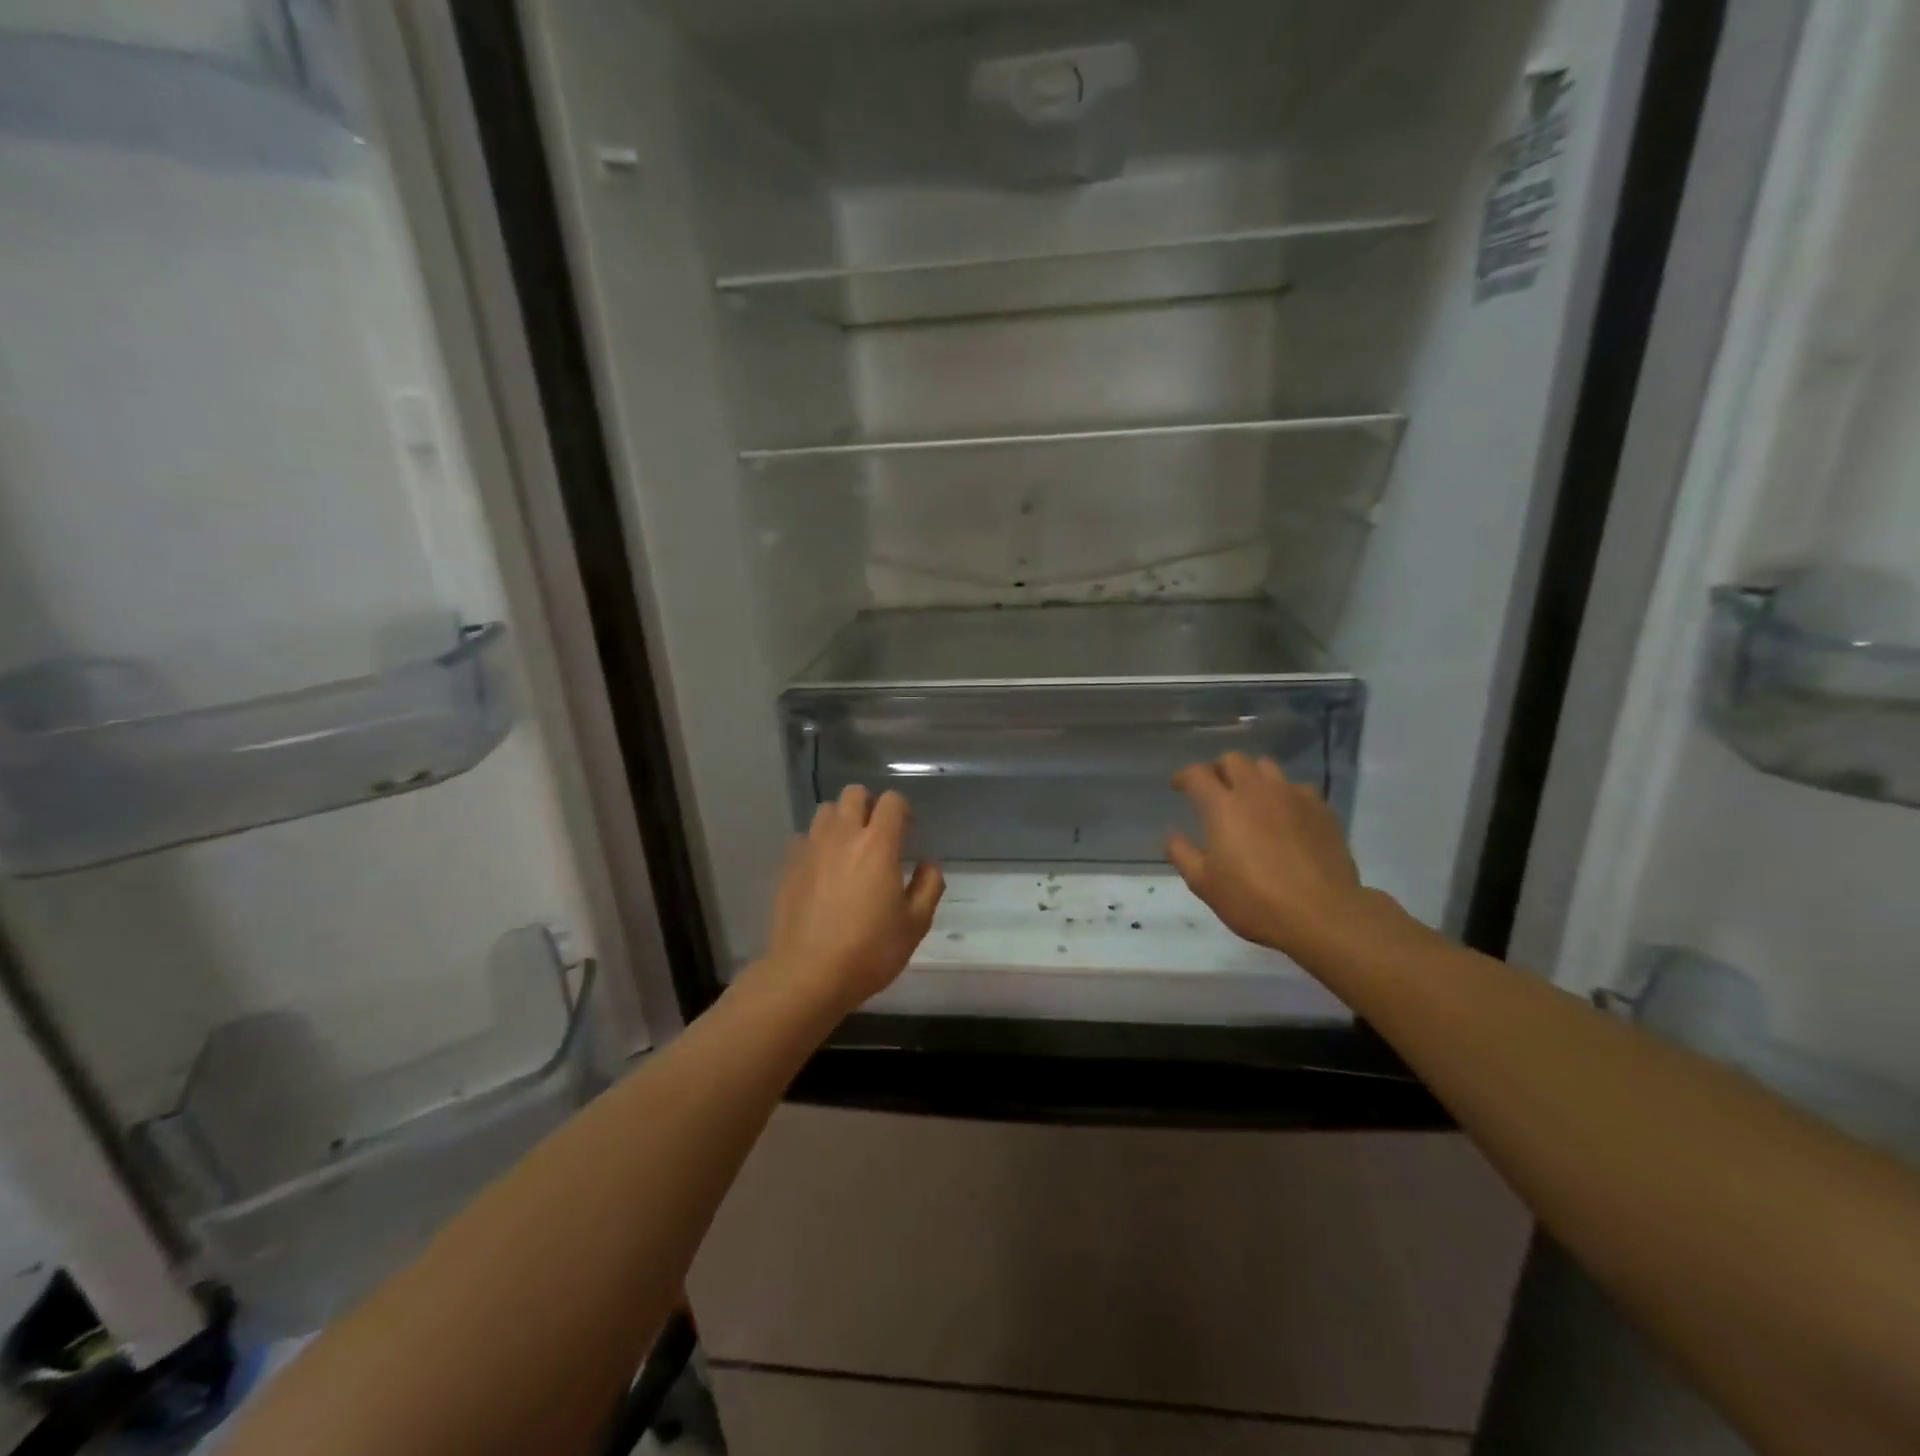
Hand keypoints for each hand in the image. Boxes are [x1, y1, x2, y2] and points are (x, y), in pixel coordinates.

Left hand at [764, 785, 944, 1014]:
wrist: (808, 975)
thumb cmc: (869, 951)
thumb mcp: (915, 925)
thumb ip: (928, 887)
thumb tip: (928, 864)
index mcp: (878, 844)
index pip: (892, 801)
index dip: (903, 810)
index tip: (908, 832)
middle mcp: (843, 836)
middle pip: (854, 794)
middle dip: (869, 805)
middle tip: (877, 834)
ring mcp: (811, 848)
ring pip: (825, 811)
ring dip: (841, 820)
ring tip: (848, 848)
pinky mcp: (788, 866)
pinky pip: (804, 839)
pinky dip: (816, 845)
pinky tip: (822, 870)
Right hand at [1167, 754, 1376, 961]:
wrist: (1321, 913)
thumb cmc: (1254, 900)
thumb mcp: (1204, 884)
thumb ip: (1182, 854)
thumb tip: (1172, 834)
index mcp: (1223, 805)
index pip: (1197, 774)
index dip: (1184, 776)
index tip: (1179, 787)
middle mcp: (1256, 791)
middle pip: (1234, 760)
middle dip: (1219, 769)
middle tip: (1215, 789)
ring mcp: (1292, 796)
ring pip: (1267, 767)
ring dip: (1252, 777)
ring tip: (1250, 797)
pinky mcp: (1321, 808)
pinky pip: (1297, 788)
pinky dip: (1284, 795)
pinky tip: (1285, 815)